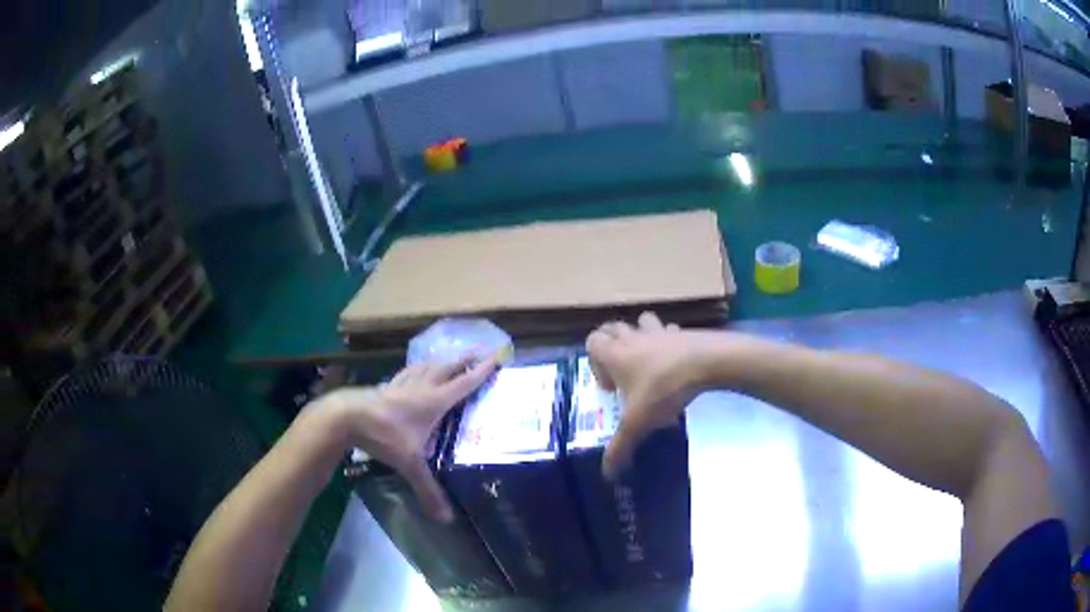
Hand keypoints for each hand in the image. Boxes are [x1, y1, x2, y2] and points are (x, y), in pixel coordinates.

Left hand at [320, 356, 497, 521]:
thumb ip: (428, 490)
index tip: (498, 356)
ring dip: (441, 363)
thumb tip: (446, 519)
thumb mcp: (409, 464)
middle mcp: (421, 388)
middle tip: (480, 351)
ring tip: (448, 361)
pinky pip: (407, 374)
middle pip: (447, 368)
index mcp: (433, 401)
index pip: (464, 383)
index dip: (482, 371)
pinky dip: (416, 371)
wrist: (347, 416)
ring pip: (426, 367)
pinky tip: (412, 374)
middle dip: (465, 360)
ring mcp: (401, 384)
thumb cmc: (384, 435)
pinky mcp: (385, 387)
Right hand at [587, 312, 707, 479]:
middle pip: (612, 328)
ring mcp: (659, 331)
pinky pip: (669, 330)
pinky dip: (668, 341)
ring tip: (649, 362)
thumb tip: (606, 474)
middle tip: (624, 373)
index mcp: (615, 354)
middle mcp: (633, 337)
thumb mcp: (638, 423)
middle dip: (613, 346)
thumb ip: (620, 447)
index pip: (592, 341)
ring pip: (641, 322)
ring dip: (640, 336)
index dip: (595, 362)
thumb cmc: (664, 389)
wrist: (707, 362)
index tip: (610, 387)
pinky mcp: (682, 331)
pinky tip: (676, 361)